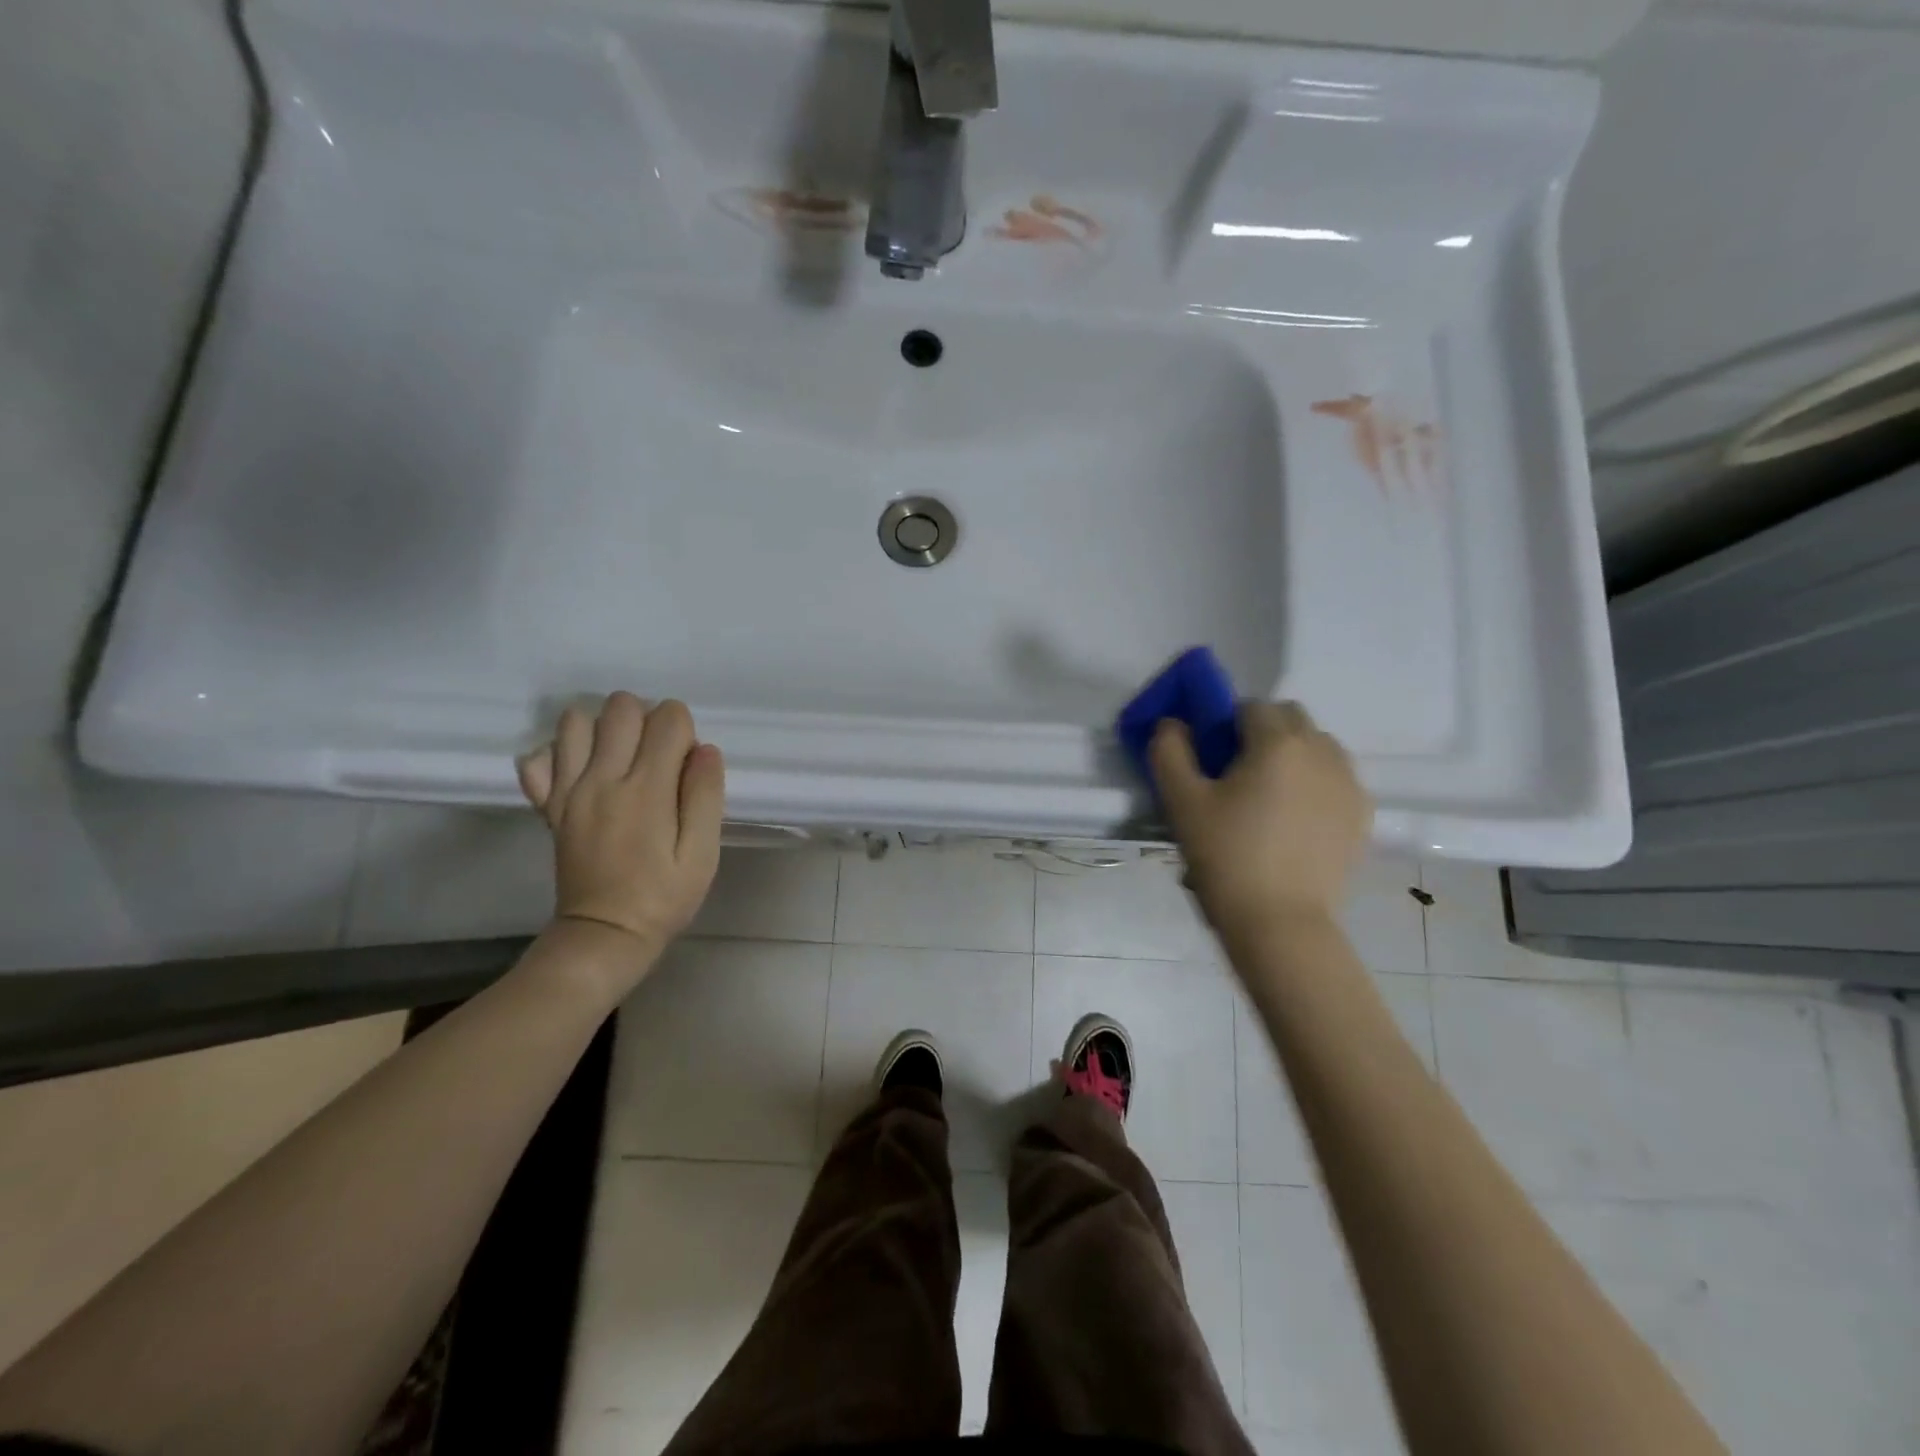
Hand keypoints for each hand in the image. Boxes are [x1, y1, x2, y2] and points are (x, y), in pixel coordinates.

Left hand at [517, 695, 724, 965]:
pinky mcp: (548, 805)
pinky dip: (559, 754)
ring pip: (576, 721)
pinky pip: (538, 758)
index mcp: (647, 789)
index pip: (669, 718)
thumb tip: (704, 750)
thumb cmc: (663, 896)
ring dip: (604, 728)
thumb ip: (706, 796)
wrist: (603, 934)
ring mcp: (568, 790)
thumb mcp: (703, 854)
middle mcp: (602, 778)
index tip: (688, 765)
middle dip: (647, 718)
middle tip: (658, 757)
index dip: (686, 731)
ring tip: (622, 758)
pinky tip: (582, 773)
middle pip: (621, 706)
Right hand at [1150, 701, 1371, 937]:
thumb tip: (1173, 723)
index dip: (1226, 725)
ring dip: (1292, 755)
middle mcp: (1322, 751)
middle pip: (1289, 718)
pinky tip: (1295, 821)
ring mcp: (1349, 783)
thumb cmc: (1225, 856)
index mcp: (1278, 741)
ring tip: (1269, 799)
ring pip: (1317, 746)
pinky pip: (1336, 779)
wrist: (1279, 922)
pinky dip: (1315, 784)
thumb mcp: (1181, 801)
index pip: (1249, 706)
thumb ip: (1169, 751)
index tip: (1212, 759)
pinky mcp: (1363, 814)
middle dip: (1263, 733)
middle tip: (1237, 776)